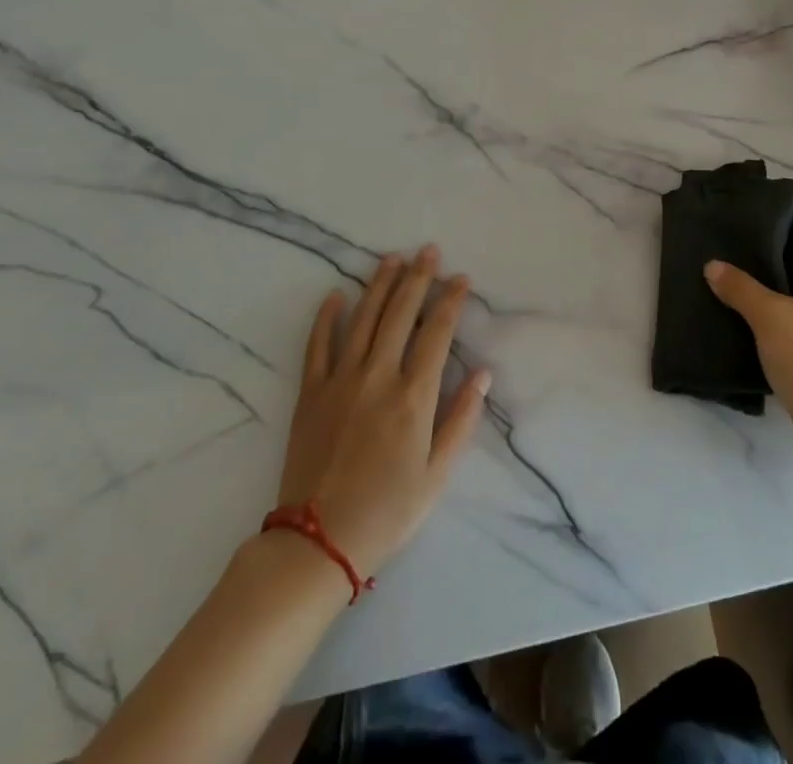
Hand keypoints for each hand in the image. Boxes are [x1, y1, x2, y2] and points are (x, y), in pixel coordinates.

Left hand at [275, 245, 490, 576]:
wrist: (317, 543)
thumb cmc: (387, 511)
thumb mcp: (437, 474)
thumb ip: (461, 419)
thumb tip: (483, 373)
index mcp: (413, 396)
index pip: (437, 333)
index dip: (451, 301)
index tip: (461, 278)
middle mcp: (378, 376)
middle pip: (400, 314)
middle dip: (418, 278)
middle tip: (428, 251)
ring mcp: (340, 381)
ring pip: (363, 319)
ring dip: (379, 285)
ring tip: (392, 258)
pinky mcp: (310, 394)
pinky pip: (317, 346)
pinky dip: (326, 317)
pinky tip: (336, 295)